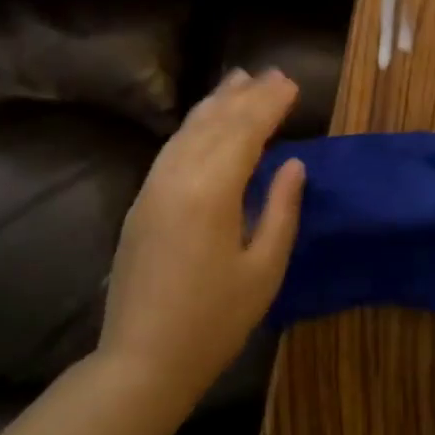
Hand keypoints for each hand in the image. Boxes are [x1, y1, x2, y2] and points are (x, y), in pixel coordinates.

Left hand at [101, 68, 305, 404]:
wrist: (141, 360)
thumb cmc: (214, 321)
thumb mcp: (264, 270)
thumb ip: (281, 209)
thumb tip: (293, 163)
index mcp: (211, 192)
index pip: (245, 131)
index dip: (270, 104)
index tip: (292, 83)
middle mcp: (177, 177)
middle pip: (215, 123)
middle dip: (247, 96)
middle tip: (274, 74)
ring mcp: (153, 187)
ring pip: (188, 130)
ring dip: (216, 103)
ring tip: (239, 80)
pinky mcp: (141, 202)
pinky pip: (171, 149)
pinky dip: (193, 126)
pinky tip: (205, 121)